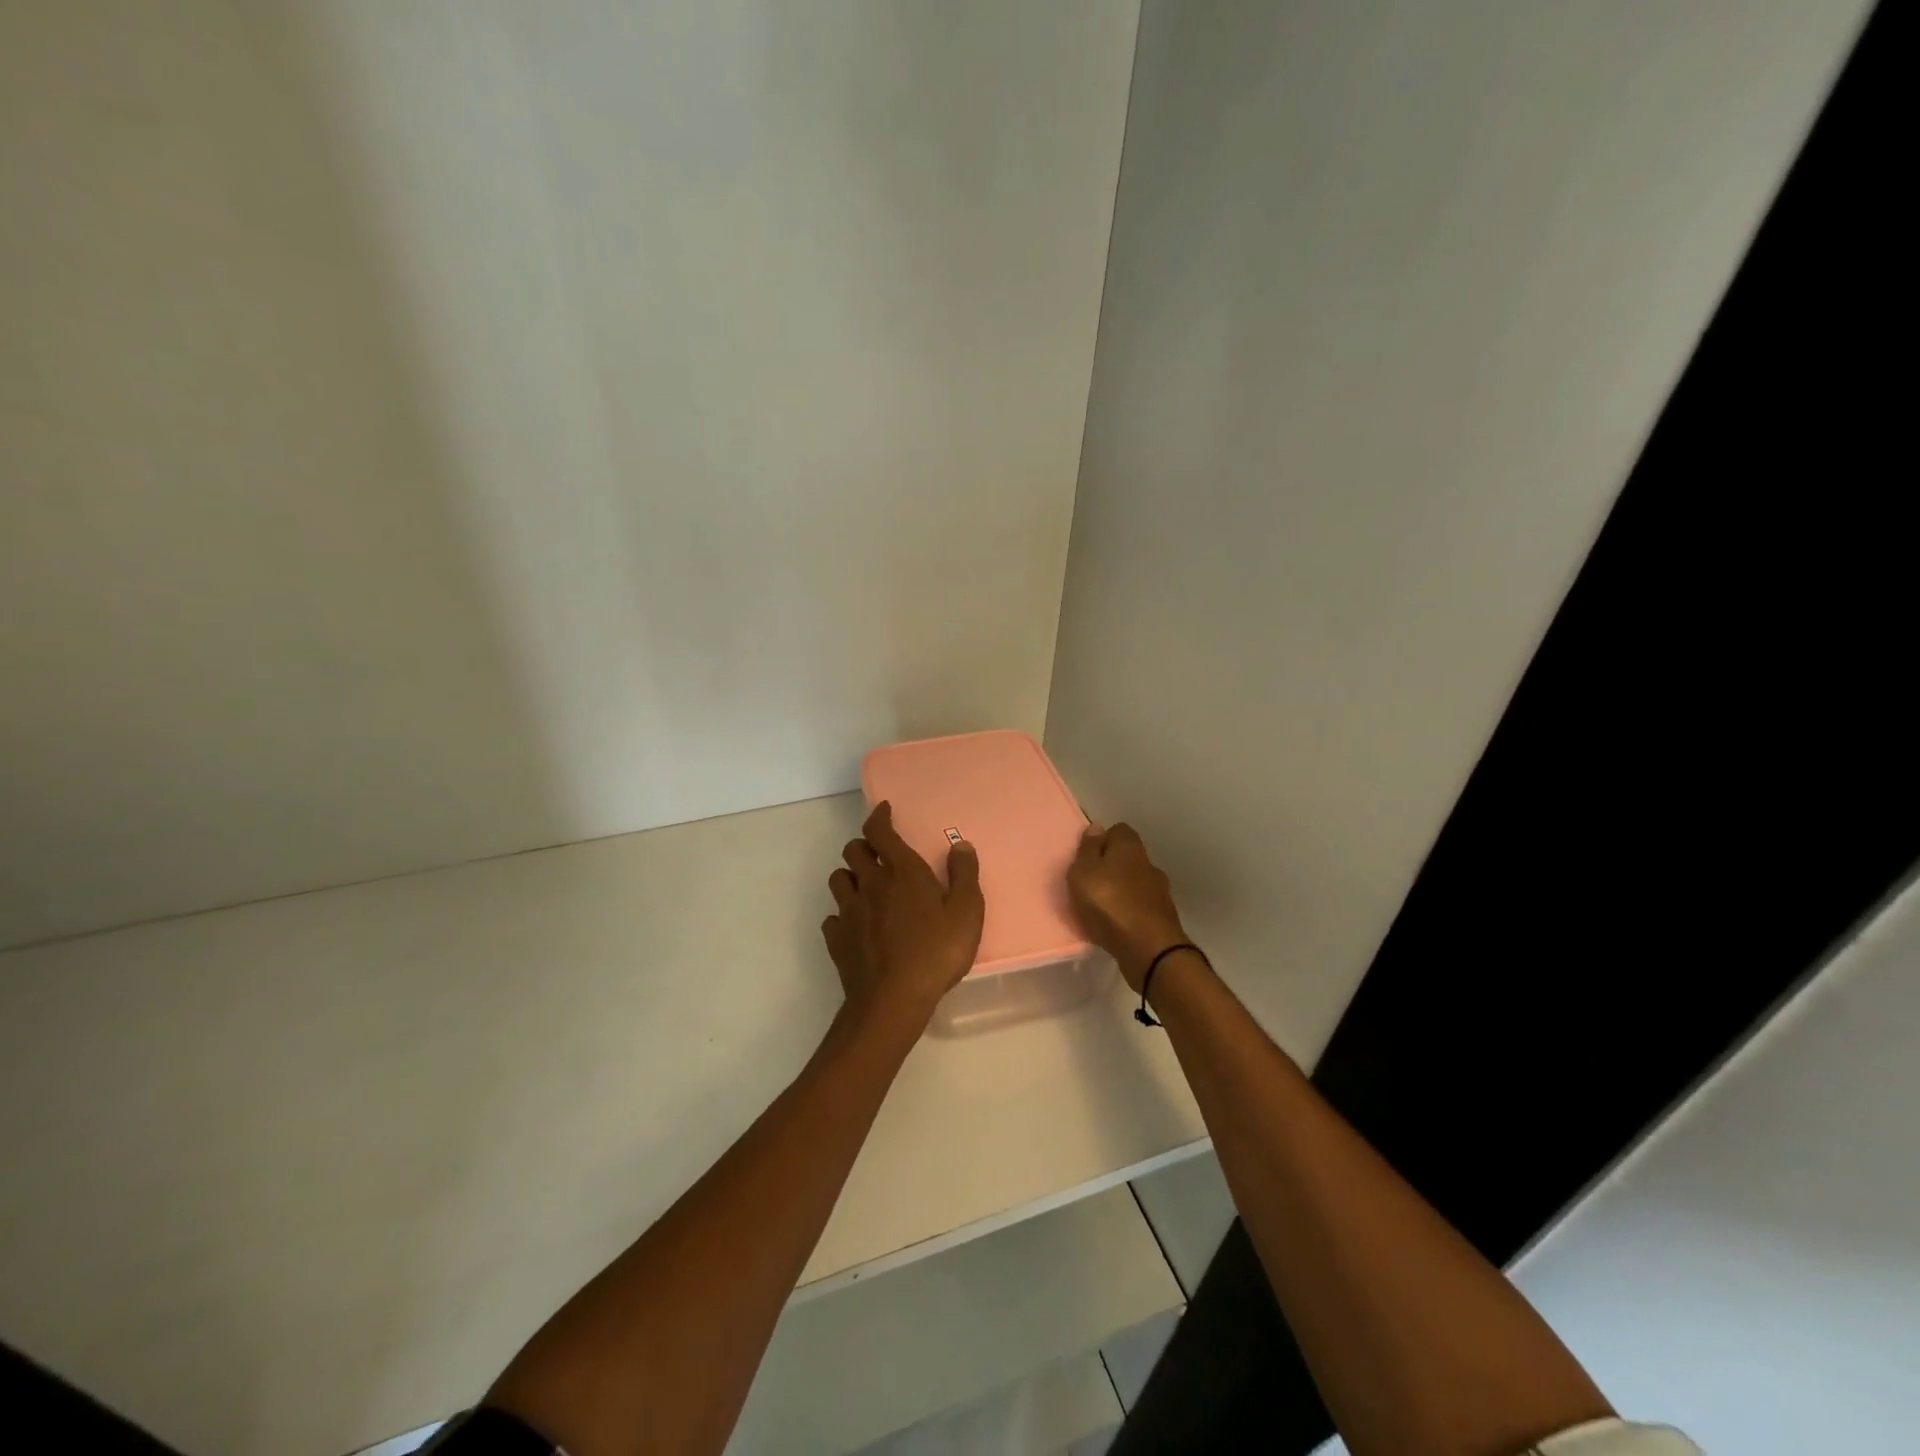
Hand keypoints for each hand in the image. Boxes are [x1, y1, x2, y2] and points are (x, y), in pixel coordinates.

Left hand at [822, 801, 984, 1024]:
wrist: (893, 999)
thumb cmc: (936, 951)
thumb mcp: (966, 912)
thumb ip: (964, 875)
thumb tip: (961, 845)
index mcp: (901, 871)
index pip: (880, 831)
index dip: (879, 816)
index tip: (883, 810)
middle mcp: (870, 884)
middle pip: (853, 851)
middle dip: (863, 846)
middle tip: (878, 854)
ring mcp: (849, 912)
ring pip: (838, 880)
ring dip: (850, 877)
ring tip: (865, 887)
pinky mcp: (837, 940)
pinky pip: (833, 918)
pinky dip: (842, 916)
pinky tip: (855, 926)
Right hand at [1067, 822, 1189, 992]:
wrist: (1148, 949)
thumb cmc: (1109, 903)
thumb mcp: (1084, 871)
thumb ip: (1088, 849)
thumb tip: (1097, 827)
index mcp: (1130, 847)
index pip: (1118, 831)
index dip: (1101, 841)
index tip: (1086, 860)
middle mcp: (1149, 864)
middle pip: (1128, 858)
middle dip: (1111, 869)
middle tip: (1089, 886)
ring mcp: (1160, 893)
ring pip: (1135, 884)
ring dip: (1120, 893)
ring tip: (1100, 910)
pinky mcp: (1163, 919)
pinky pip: (1140, 909)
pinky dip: (1129, 914)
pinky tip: (1116, 926)